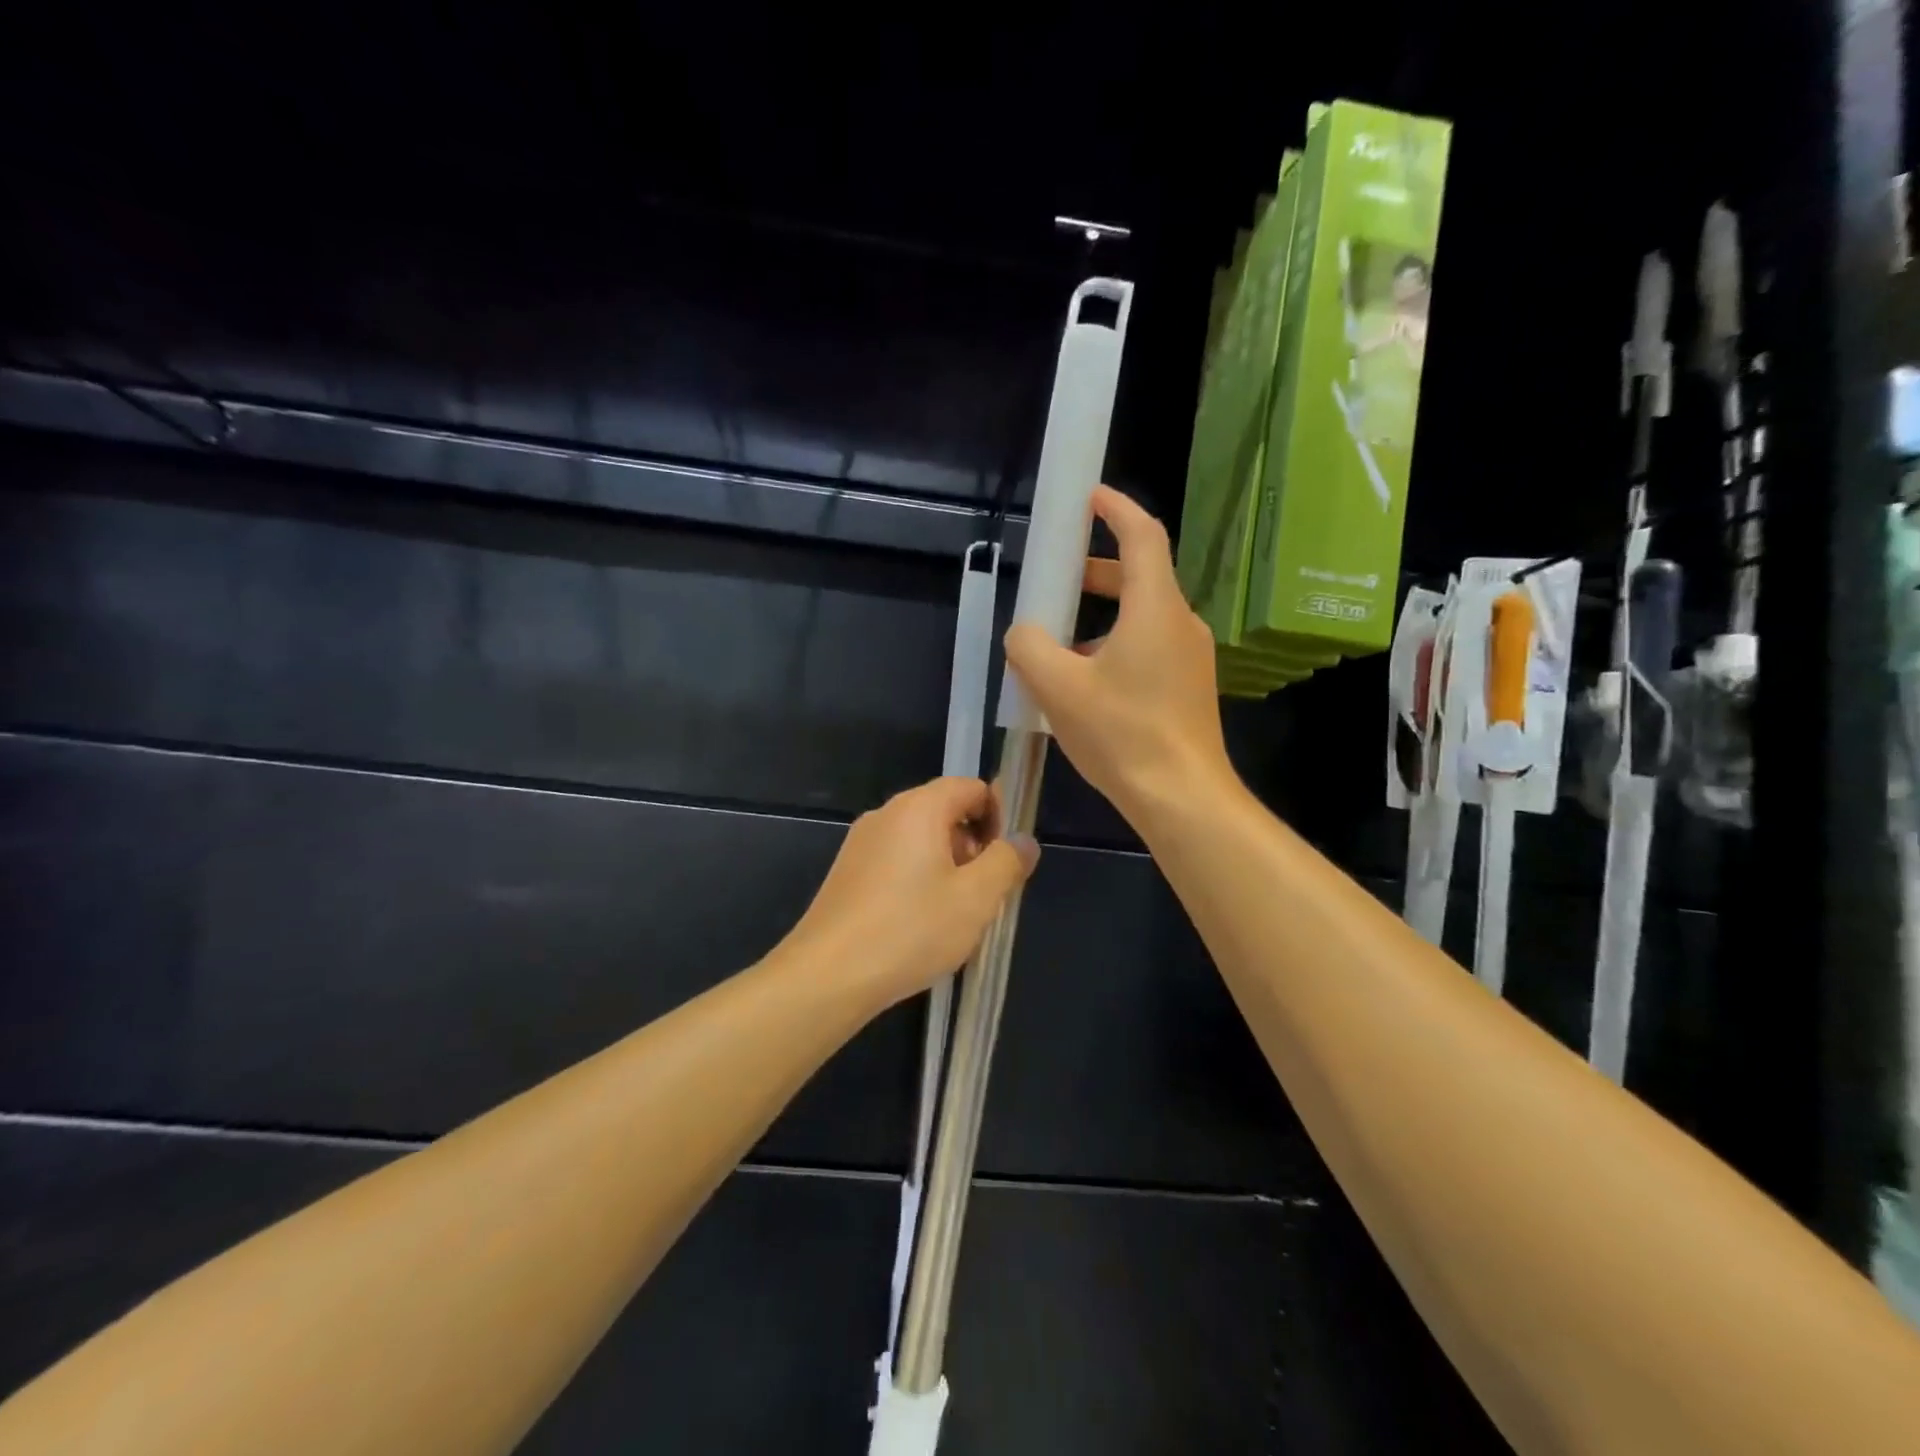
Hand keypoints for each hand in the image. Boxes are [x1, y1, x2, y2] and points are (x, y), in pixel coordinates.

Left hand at [781, 777, 1039, 1006]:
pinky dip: (917, 881)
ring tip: (954, 916)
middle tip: (984, 894)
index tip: (1005, 860)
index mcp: (919, 807)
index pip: (971, 788)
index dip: (998, 817)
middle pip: (944, 812)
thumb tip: (1024, 841)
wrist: (828, 975)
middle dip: (973, 846)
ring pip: (920, 841)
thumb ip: (1007, 862)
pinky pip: (895, 862)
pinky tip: (919, 926)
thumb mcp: (975, 898)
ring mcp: (861, 843)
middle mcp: (886, 814)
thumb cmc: (910, 929)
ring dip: (947, 868)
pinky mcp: (847, 873)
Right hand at [1004, 486, 1234, 826]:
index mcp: (1154, 607)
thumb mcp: (1057, 688)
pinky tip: (1084, 687)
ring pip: (1141, 618)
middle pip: (1138, 577)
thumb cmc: (1121, 734)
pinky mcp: (1189, 687)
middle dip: (1094, 572)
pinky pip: (1148, 649)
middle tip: (1055, 582)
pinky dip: (1114, 648)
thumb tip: (1024, 633)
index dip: (1115, 507)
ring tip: (1056, 648)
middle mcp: (1180, 623)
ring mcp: (1190, 657)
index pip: (1142, 535)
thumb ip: (1029, 648)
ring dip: (1099, 619)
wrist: (1182, 798)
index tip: (1089, 496)